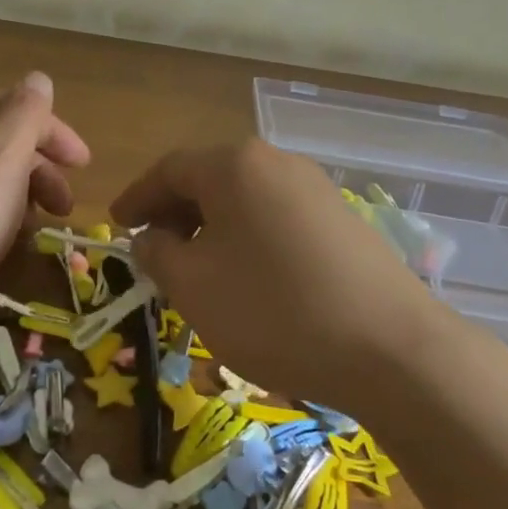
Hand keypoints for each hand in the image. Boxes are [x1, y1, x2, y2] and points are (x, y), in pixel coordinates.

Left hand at [0, 73, 89, 333]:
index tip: (84, 166)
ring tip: (39, 228)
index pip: (17, 105)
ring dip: (23, 194)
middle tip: (64, 206)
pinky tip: (6, 242)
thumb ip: (27, 112)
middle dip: (42, 168)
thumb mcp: (5, 153)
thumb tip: (38, 78)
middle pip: (3, 139)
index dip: (55, 131)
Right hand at [110, 139, 442, 406]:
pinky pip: (277, 215)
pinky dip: (249, 236)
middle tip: (154, 250)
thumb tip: (151, 238)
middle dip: (176, 212)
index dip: (137, 197)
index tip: (117, 225)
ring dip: (213, 226)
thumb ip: (158, 254)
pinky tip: (250, 275)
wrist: (390, 346)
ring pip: (246, 198)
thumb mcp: (195, 287)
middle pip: (210, 178)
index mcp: (235, 165)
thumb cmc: (274, 310)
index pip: (170, 169)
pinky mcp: (342, 217)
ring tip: (199, 267)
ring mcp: (316, 187)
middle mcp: (276, 161)